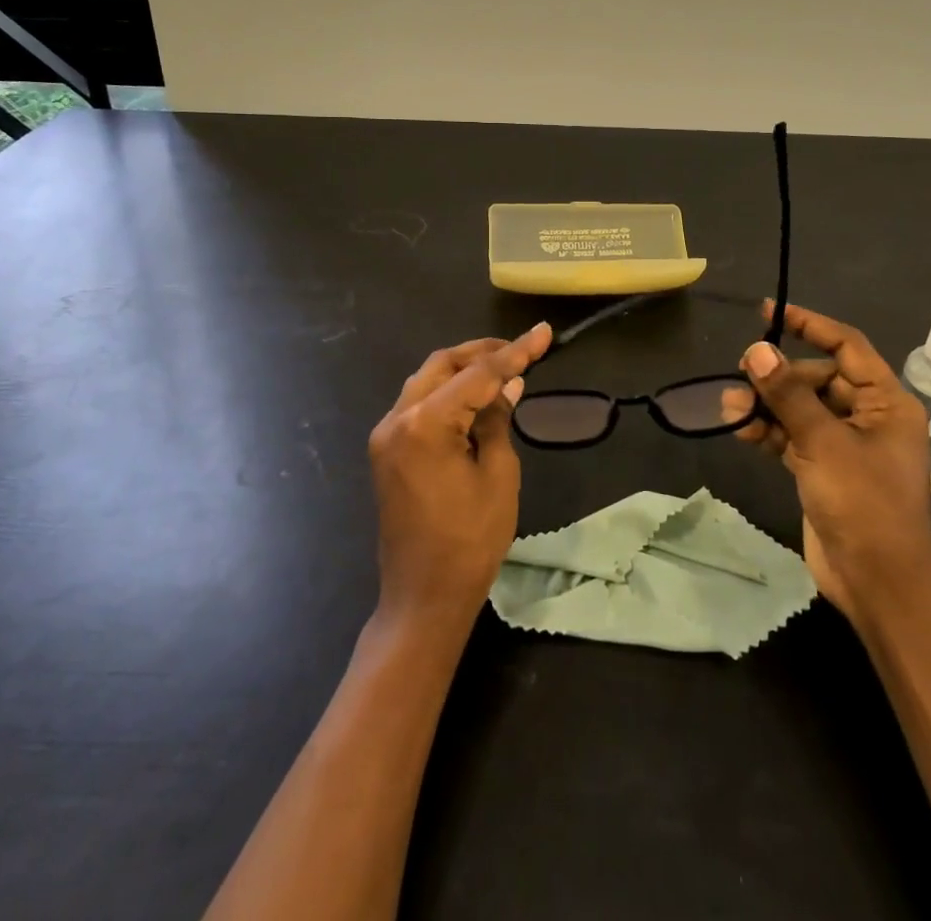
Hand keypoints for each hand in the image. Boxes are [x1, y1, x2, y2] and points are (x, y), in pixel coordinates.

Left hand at [367, 323, 550, 631]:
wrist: (422, 597)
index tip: (544, 333)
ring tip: (502, 369)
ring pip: (426, 379)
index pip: (478, 375)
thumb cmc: (469, 542)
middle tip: (521, 350)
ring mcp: (385, 434)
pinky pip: (417, 403)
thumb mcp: (498, 476)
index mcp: (425, 423)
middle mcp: (397, 418)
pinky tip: (474, 398)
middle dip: (483, 352)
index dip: (515, 352)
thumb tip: (508, 385)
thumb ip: (498, 420)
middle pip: (442, 364)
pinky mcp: (386, 450)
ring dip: (463, 369)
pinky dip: (446, 392)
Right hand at [720, 301, 930, 625]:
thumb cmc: (864, 506)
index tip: (769, 313)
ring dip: (767, 404)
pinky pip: (793, 436)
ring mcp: (845, 445)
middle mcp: (869, 417)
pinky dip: (769, 430)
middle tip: (742, 375)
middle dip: (778, 376)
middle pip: (818, 377)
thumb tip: (756, 350)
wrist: (879, 585)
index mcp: (887, 403)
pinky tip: (740, 429)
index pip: (847, 346)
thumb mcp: (824, 443)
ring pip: (800, 408)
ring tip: (730, 406)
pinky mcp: (824, 469)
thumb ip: (788, 395)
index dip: (810, 324)